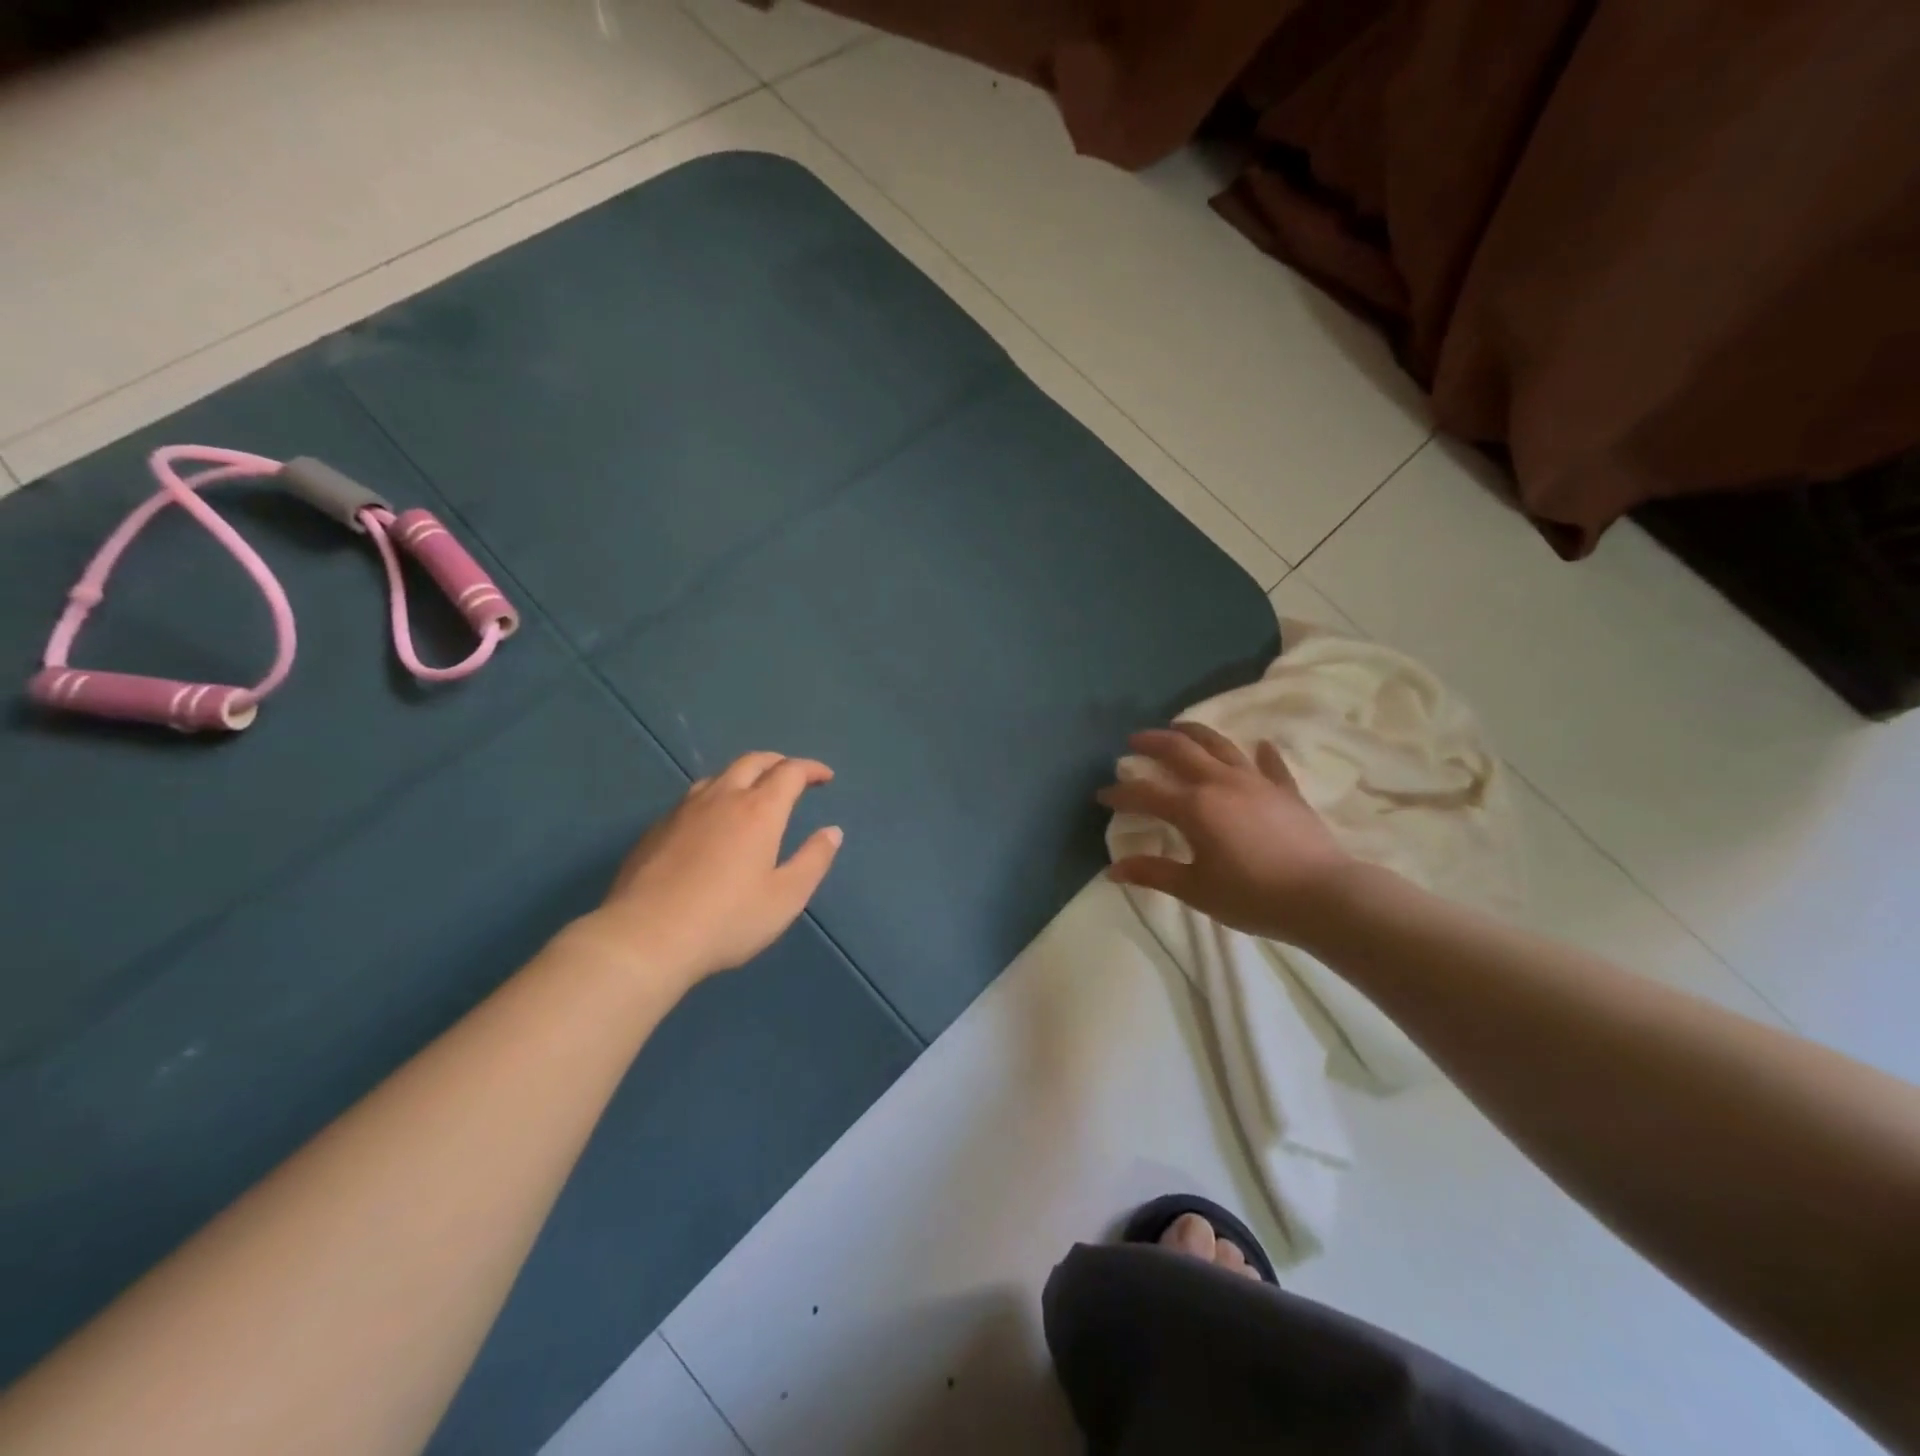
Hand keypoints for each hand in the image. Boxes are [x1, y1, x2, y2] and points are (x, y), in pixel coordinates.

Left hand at [578, 752, 842, 989]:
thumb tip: (832, 832)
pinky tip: (712, 822)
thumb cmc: (727, 919)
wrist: (646, 937)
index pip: (790, 772)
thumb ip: (813, 860)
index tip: (825, 777)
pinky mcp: (656, 828)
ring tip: (752, 793)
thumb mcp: (785, 898)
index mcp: (759, 810)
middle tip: (792, 775)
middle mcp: (722, 798)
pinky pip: (693, 798)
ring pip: (719, 776)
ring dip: (744, 775)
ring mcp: (684, 810)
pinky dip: (715, 796)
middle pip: (753, 762)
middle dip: (778, 762)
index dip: (811, 769)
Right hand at [1097, 722, 1355, 946]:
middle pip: (1180, 751)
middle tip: (1134, 740)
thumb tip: (1114, 869)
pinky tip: (1260, 745)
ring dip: (1195, 733)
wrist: (1322, 896)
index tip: (1102, 795)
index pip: (1145, 793)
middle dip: (1152, 743)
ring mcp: (1256, 782)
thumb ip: (1154, 873)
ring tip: (1179, 727)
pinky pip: (1271, 765)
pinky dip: (1262, 754)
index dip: (1120, 793)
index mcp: (1193, 807)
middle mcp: (1220, 783)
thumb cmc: (1252, 896)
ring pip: (1220, 746)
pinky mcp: (1285, 791)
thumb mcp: (1196, 889)